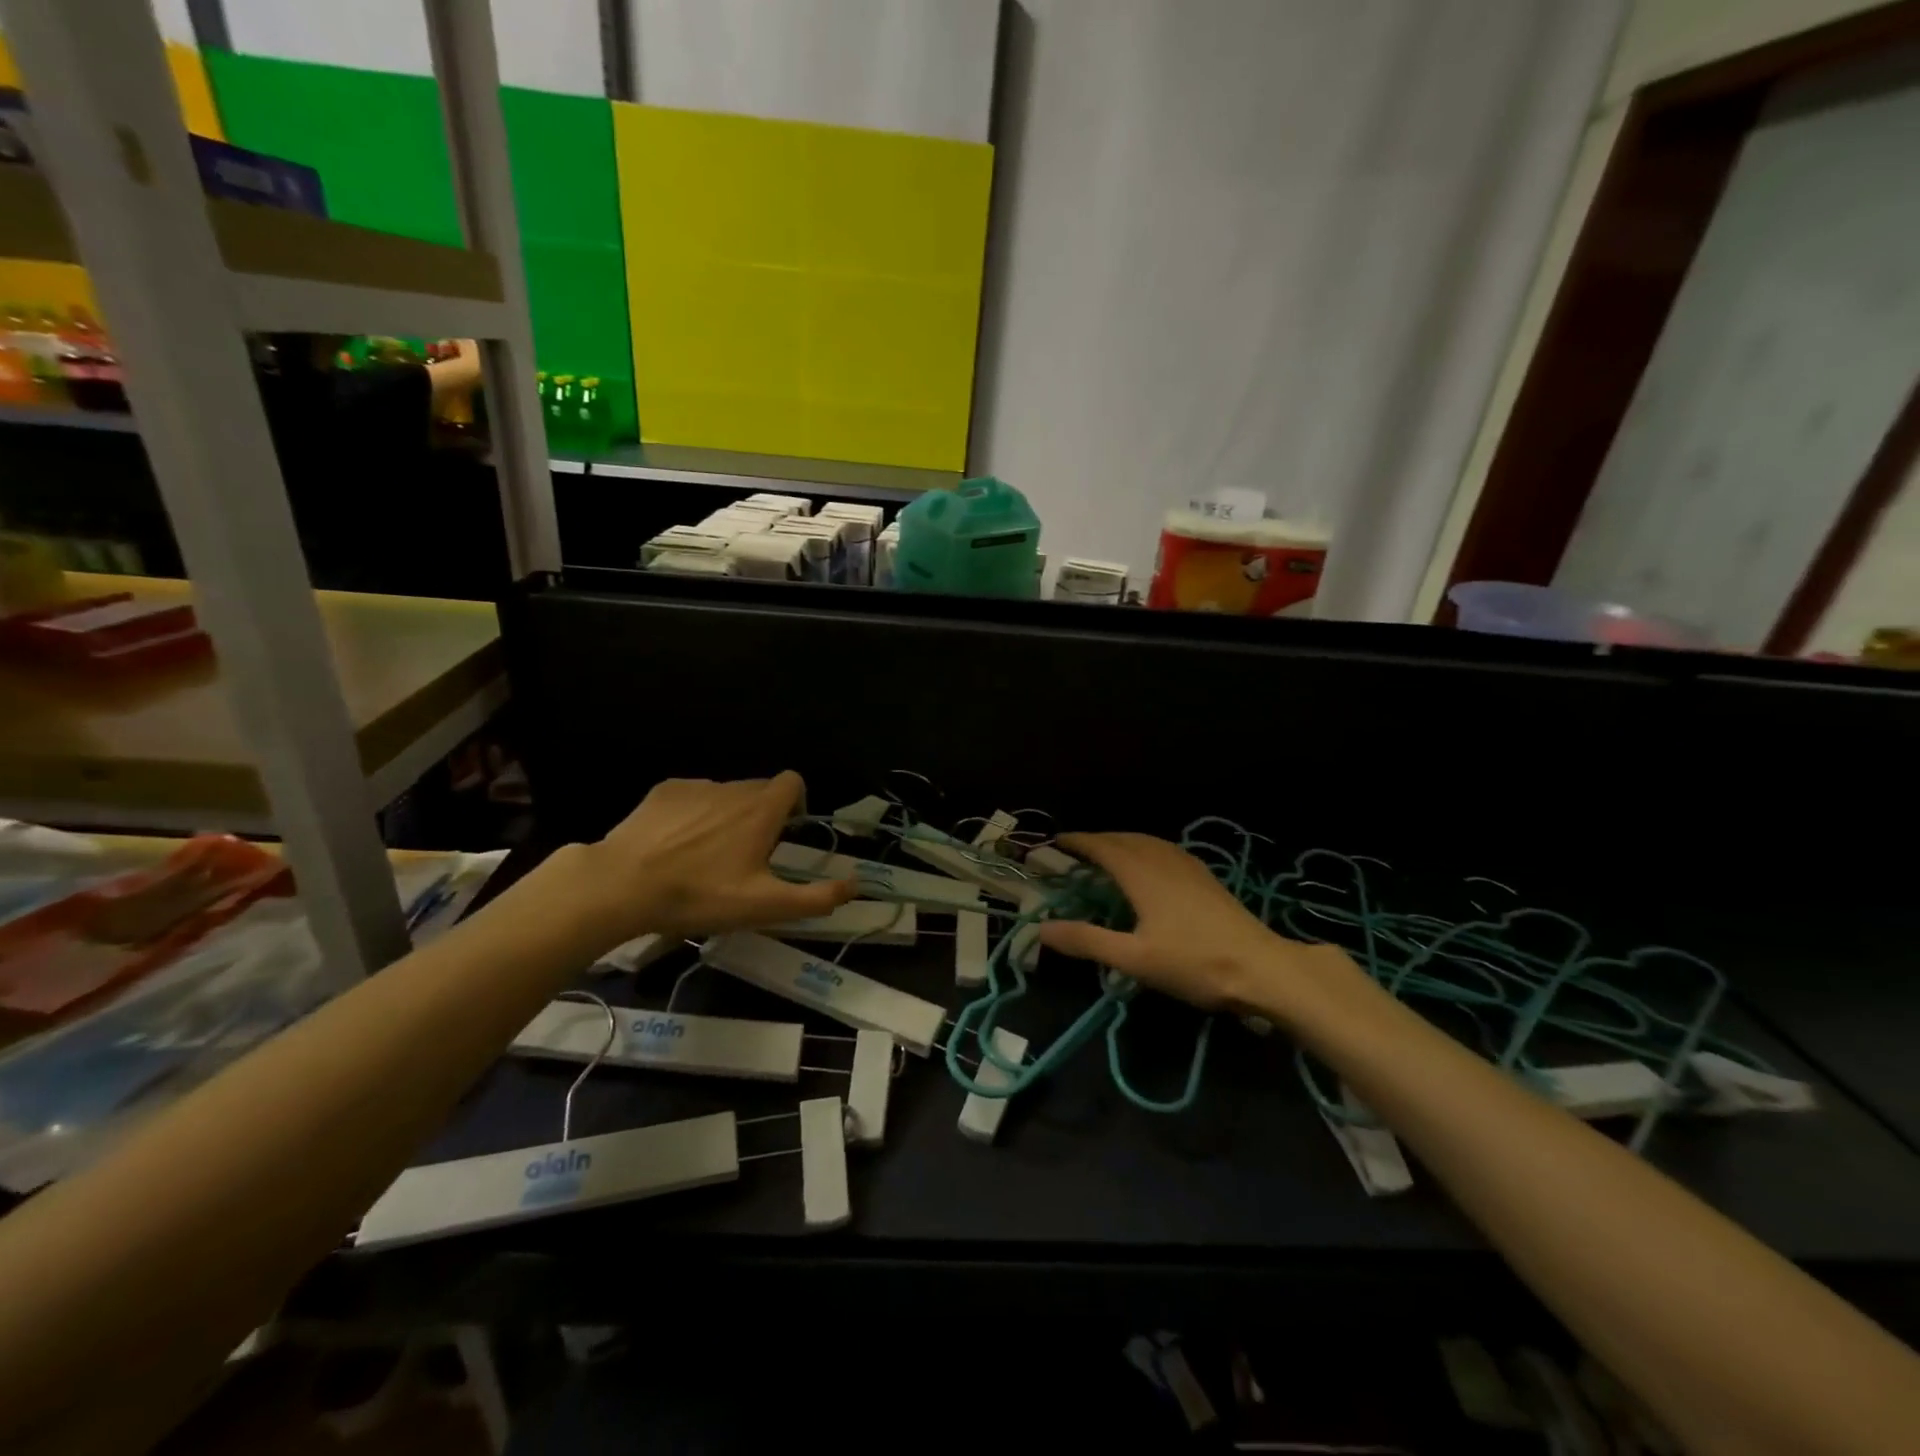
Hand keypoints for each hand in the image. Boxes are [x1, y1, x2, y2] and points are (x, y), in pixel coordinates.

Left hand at [572, 772, 855, 945]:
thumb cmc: (701, 894)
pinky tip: (673, 846)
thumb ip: (816, 897)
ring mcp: (695, 786)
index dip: (796, 803)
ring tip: (705, 857)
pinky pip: (691, 796)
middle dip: (761, 816)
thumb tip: (856, 884)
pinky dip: (693, 814)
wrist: (622, 885)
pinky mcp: (663, 791)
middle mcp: (733, 788)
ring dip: (726, 816)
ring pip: (725, 794)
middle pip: (759, 790)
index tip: (784, 835)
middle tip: (745, 858)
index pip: (793, 782)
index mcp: (761, 809)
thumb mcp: (765, 906)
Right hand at [1036, 832, 1366, 1023]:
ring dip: (1122, 841)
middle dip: (1098, 840)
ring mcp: (1189, 867)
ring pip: (1148, 842)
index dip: (1078, 841)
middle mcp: (1164, 860)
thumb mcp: (1133, 958)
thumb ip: (1087, 941)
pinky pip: (1165, 850)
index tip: (1056, 840)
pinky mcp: (1206, 879)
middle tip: (1076, 850)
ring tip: (1107, 853)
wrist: (1262, 969)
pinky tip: (1151, 866)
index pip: (1103, 847)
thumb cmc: (1194, 963)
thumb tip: (1042, 929)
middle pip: (1125, 839)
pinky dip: (1145, 849)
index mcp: (1142, 873)